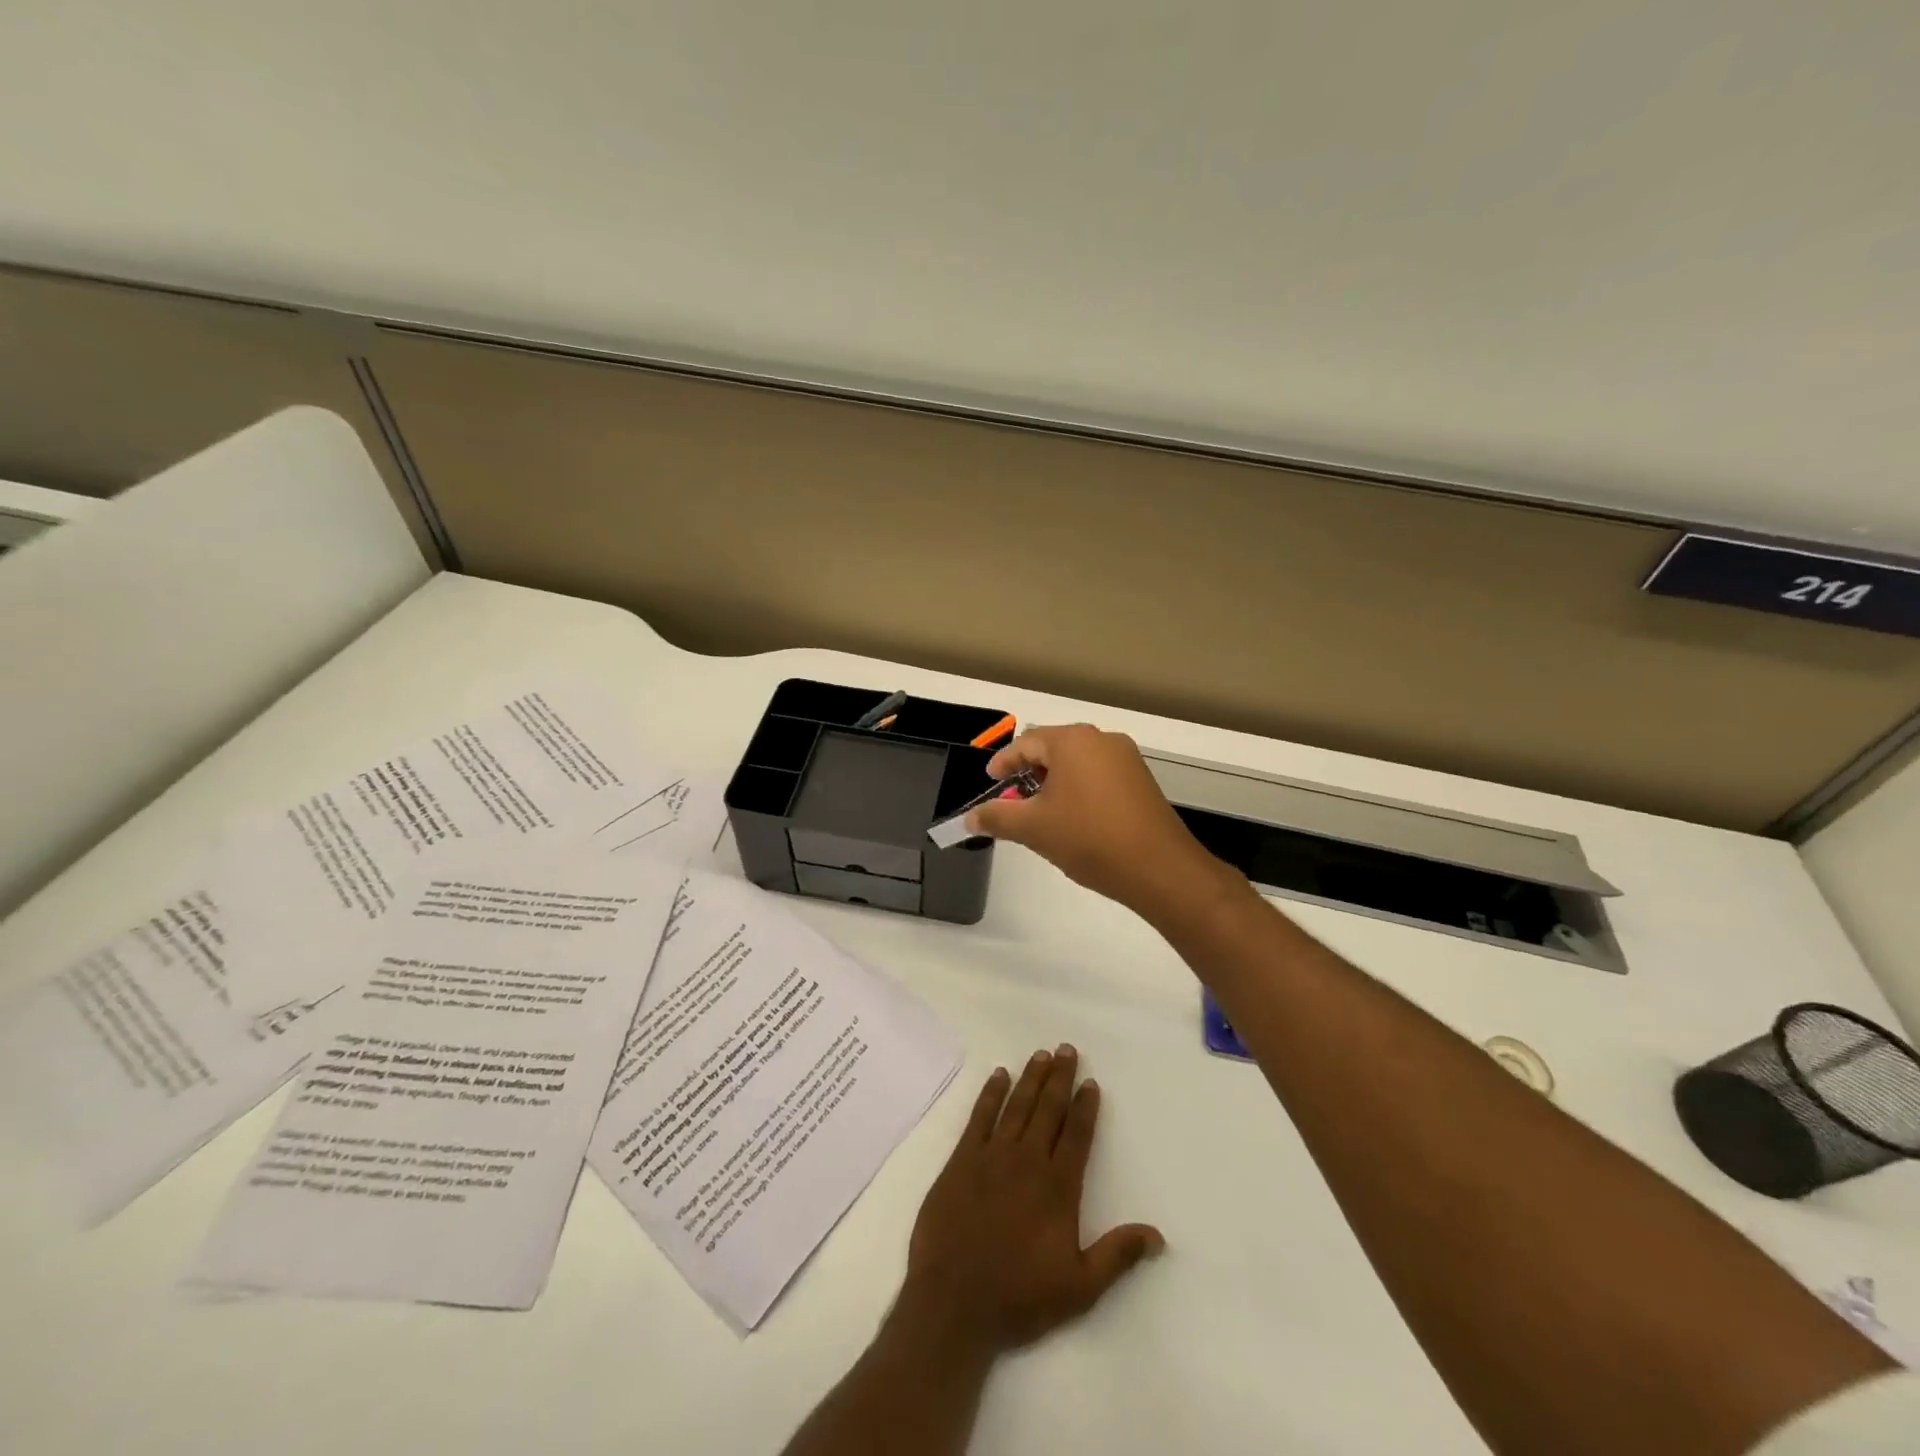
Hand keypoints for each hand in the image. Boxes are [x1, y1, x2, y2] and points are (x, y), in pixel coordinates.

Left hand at [900, 1046, 1163, 1355]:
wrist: (954, 1301)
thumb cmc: (1019, 1296)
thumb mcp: (1080, 1288)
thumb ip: (1118, 1256)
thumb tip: (1158, 1235)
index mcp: (1058, 1187)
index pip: (1076, 1135)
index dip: (1085, 1107)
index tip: (1091, 1082)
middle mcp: (1028, 1160)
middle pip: (1048, 1109)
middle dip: (1060, 1078)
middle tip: (1067, 1048)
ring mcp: (992, 1155)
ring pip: (1017, 1106)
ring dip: (1031, 1078)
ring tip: (1042, 1054)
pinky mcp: (962, 1159)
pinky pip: (980, 1116)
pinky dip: (990, 1094)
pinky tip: (999, 1075)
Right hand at [967, 724, 1223, 916]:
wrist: (1158, 868)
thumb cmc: (1088, 838)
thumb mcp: (1033, 828)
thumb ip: (996, 817)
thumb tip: (968, 818)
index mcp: (1072, 740)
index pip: (1025, 744)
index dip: (1002, 763)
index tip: (990, 783)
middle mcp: (1101, 740)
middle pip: (1052, 749)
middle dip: (1028, 774)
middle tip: (1011, 800)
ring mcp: (1126, 759)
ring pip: (1077, 763)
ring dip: (1054, 783)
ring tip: (1039, 813)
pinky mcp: (1141, 781)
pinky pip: (1098, 776)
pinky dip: (1078, 790)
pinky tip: (1072, 819)